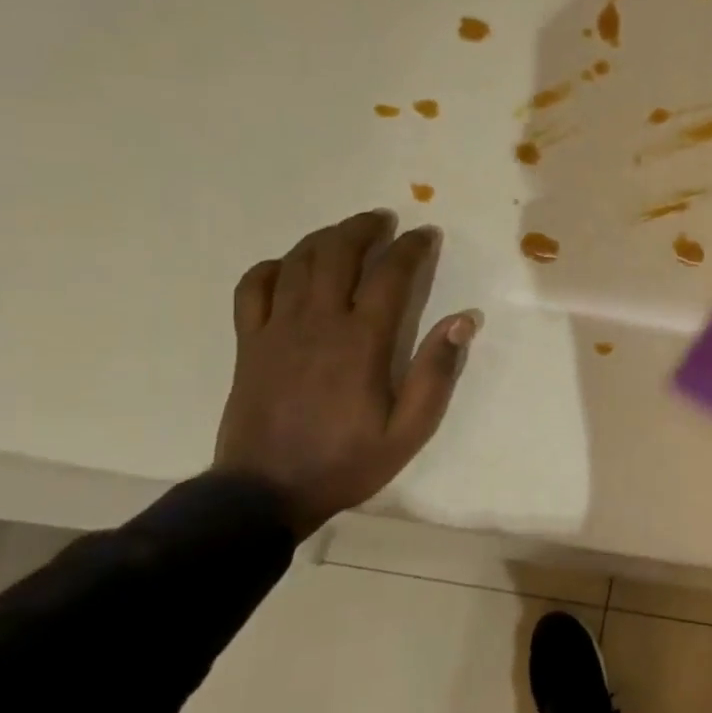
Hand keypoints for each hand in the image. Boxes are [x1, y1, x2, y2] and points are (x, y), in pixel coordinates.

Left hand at [213, 210, 478, 538]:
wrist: (265, 492)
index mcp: (361, 342)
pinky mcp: (248, 343)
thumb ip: (436, 372)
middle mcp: (317, 323)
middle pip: (338, 254)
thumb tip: (463, 320)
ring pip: (297, 262)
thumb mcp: (409, 429)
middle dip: (364, 229)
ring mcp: (276, 330)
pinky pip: (252, 288)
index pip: (390, 275)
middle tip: (385, 220)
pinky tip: (288, 267)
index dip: (411, 248)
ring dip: (325, 238)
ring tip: (346, 232)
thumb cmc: (347, 461)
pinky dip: (272, 267)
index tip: (427, 235)